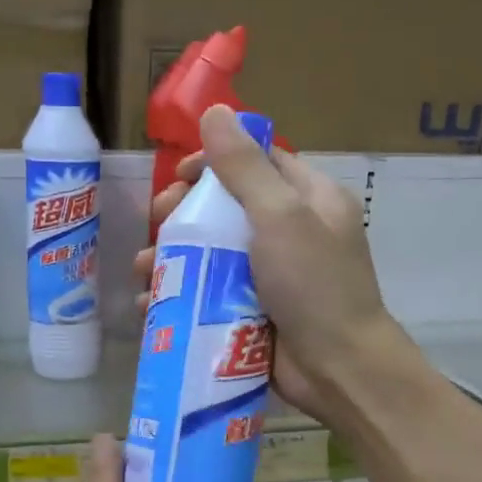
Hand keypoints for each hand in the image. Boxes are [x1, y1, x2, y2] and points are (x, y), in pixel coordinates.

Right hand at [133, 104, 401, 422]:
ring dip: (173, 256)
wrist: (338, 369)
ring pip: (212, 252)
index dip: (215, 160)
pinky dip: (181, 294)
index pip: (259, 160)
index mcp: (310, 199)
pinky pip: (211, 292)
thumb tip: (217, 111)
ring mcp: (271, 274)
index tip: (180, 175)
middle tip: (157, 221)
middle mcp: (291, 231)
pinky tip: (151, 305)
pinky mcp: (254, 310)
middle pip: (227, 207)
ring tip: (143, 270)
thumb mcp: (281, 217)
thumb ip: (245, 167)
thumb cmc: (314, 285)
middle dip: (185, 212)